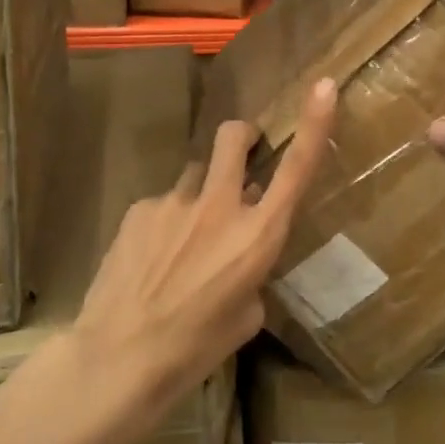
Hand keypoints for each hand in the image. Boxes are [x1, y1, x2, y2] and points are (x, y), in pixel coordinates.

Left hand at [74, 78, 338, 413]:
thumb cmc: (195, 348)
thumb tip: (240, 251)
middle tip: (239, 153)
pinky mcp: (139, 208)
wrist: (120, 358)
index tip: (325, 86)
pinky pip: (161, 204)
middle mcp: (219, 206)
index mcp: (257, 235)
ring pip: (194, 175)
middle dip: (241, 136)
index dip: (314, 123)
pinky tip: (149, 259)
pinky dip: (164, 222)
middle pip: (233, 137)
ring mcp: (175, 202)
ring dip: (198, 194)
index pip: (296, 169)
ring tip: (180, 240)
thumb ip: (252, 270)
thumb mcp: (246, 314)